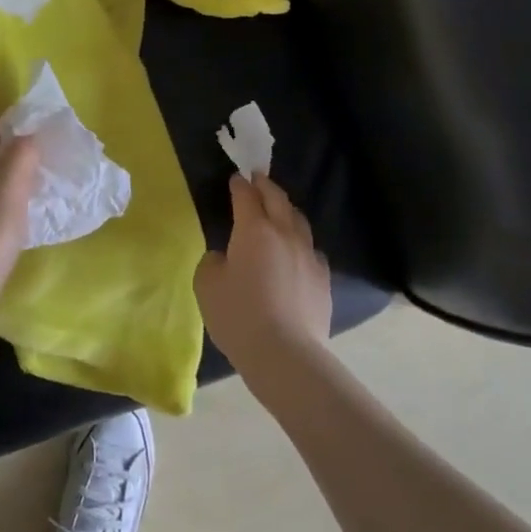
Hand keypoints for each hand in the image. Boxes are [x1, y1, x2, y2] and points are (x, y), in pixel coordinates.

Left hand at [0, 125, 40, 290]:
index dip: (4, 127)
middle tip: (38, 162)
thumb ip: (22, 151)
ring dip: (4, 185)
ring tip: (34, 191)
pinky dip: (0, 211)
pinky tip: (19, 223)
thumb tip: (28, 138)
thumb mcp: (10, 180)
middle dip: (6, 156)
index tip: (33, 133)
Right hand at [194, 175, 332, 384]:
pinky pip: (311, 250)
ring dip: (287, 210)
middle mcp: (285, 233)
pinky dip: (301, 242)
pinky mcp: (324, 278)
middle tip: (258, 178)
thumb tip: (224, 256)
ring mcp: (308, 255)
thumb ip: (212, 262)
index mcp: (254, 230)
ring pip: (299, 221)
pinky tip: (297, 252)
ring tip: (280, 209)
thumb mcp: (207, 286)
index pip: (246, 197)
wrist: (285, 353)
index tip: (236, 178)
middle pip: (278, 199)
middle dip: (266, 186)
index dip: (239, 185)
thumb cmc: (238, 315)